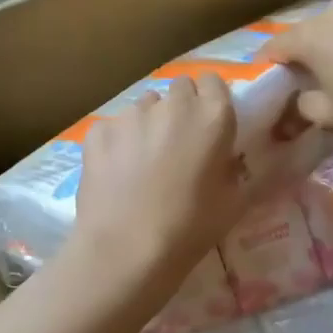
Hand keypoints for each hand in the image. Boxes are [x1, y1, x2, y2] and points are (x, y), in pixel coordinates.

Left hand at [74, 74, 248, 290]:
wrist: (126, 250)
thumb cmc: (190, 229)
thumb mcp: (234, 203)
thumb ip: (235, 170)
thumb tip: (229, 160)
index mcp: (213, 117)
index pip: (214, 82)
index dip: (211, 101)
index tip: (209, 125)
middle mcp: (172, 105)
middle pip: (179, 88)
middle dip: (181, 108)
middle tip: (179, 143)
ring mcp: (131, 115)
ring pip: (144, 107)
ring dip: (149, 124)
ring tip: (143, 162)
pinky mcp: (98, 130)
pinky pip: (113, 127)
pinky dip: (117, 143)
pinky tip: (116, 173)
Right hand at [262, 0, 332, 139]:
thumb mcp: (328, 114)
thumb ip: (303, 104)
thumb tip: (301, 97)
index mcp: (310, 36)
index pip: (275, 46)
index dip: (268, 64)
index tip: (268, 78)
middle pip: (305, 31)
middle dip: (300, 51)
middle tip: (302, 75)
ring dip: (329, 41)